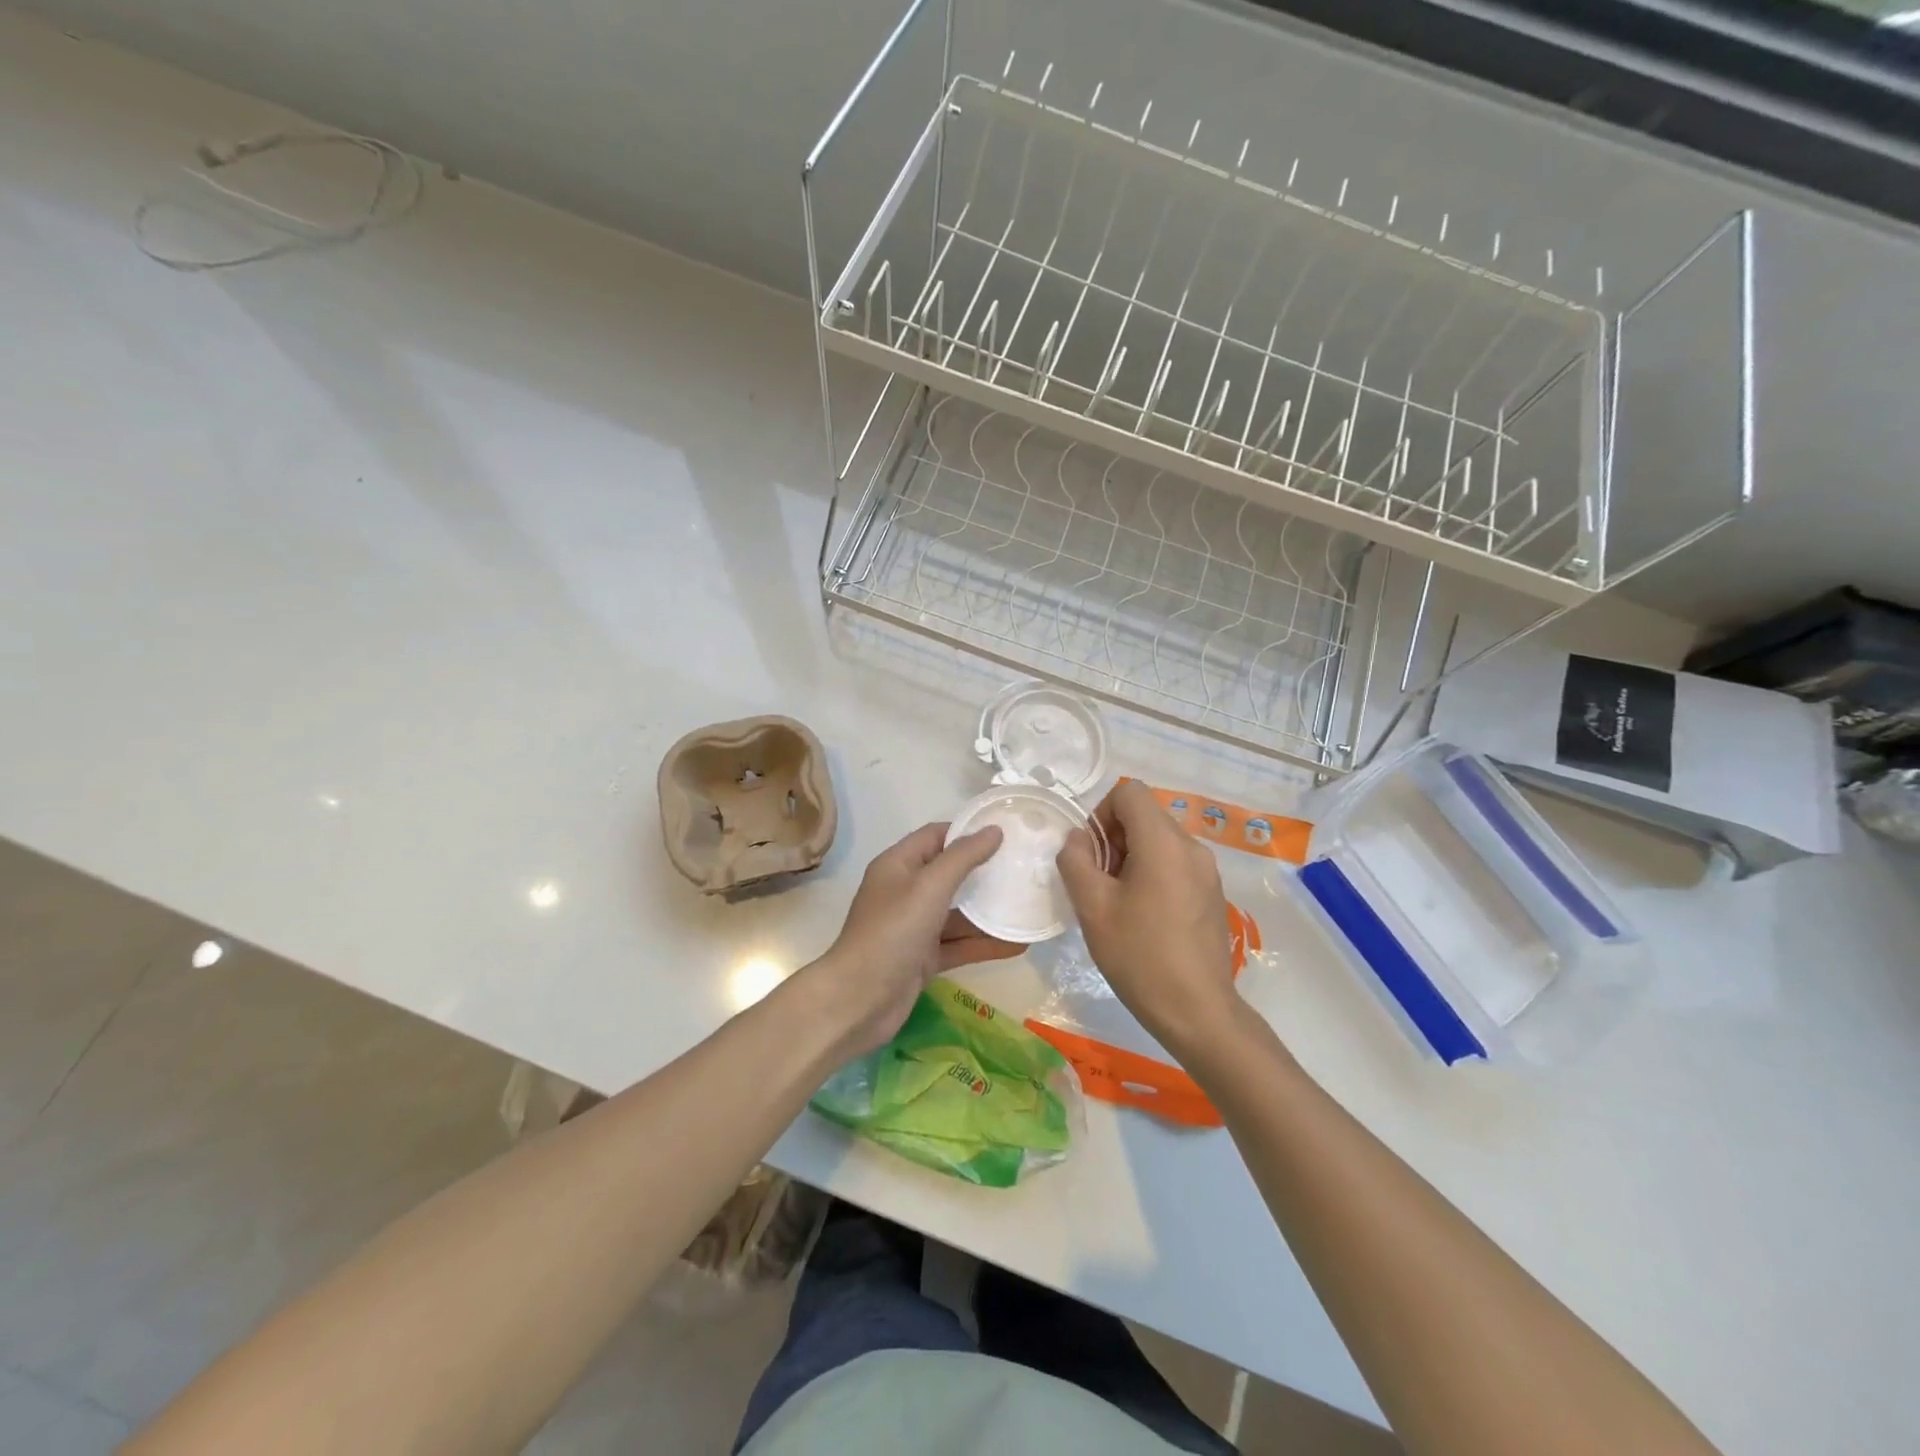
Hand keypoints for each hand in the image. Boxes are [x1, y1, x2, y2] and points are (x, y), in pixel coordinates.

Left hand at [808, 822, 1017, 1057]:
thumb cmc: (892, 932)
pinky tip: (1019, 945)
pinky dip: (984, 944)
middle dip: (984, 871)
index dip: (968, 831)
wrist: (859, 1000)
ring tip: (1029, 905)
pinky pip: (959, 945)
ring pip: (958, 913)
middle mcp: (905, 892)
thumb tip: (993, 830)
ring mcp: (914, 927)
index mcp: (898, 865)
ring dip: (989, 912)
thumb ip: (963, 857)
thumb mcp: (929, 887)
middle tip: (1024, 867)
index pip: (936, 836)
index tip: (1006, 831)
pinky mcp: (923, 958)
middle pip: (949, 874)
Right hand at [1056, 780, 1239, 1058]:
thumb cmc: (1139, 956)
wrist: (1198, 1012)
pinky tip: (1144, 917)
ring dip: (1132, 857)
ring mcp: (1207, 870)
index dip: (1101, 812)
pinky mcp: (1212, 893)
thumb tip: (1078, 839)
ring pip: (1160, 840)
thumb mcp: (1093, 907)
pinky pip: (1176, 863)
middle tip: (1099, 883)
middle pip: (1145, 815)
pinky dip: (1153, 873)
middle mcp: (1192, 847)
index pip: (1130, 792)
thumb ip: (1076, 861)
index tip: (1091, 854)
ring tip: (1119, 903)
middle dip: (1115, 838)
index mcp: (1164, 842)